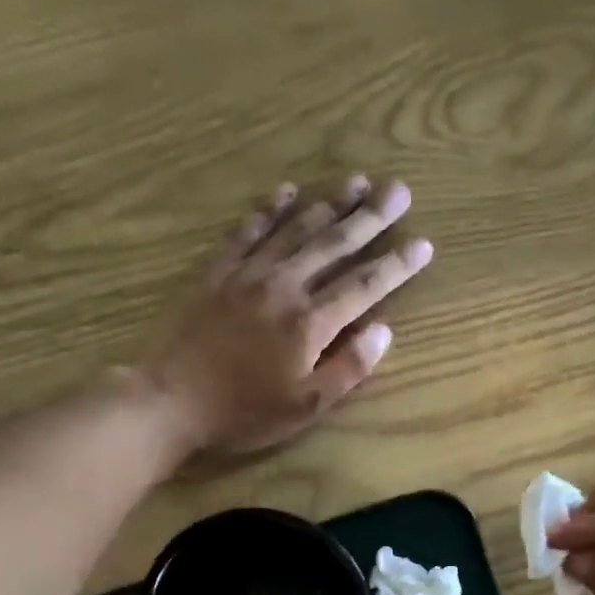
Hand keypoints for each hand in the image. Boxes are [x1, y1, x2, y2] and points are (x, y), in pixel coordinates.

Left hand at [144, 177, 431, 455]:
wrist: (172, 400)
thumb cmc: (244, 412)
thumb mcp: (305, 407)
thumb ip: (347, 369)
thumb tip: (383, 331)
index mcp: (310, 323)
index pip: (364, 286)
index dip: (396, 265)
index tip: (423, 244)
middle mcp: (284, 286)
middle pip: (334, 244)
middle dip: (370, 217)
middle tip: (398, 190)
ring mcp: (248, 274)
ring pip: (296, 229)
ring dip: (329, 204)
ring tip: (356, 182)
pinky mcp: (217, 272)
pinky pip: (248, 231)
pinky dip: (270, 209)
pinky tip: (287, 192)